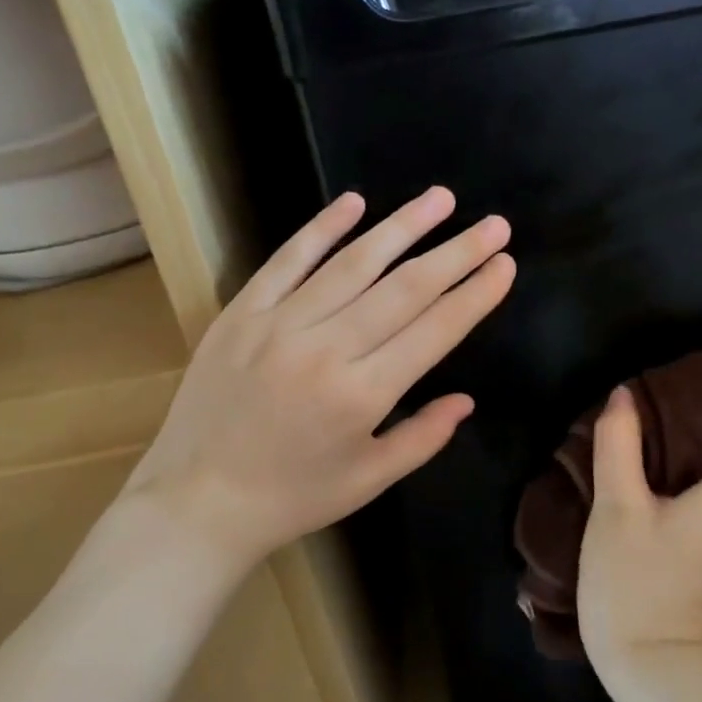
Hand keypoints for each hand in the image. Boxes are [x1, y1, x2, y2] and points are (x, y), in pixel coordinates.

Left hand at [125, 186, 514, 576]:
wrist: (196, 502)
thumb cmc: (291, 498)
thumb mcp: (368, 481)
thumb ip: (423, 437)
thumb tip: (465, 399)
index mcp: (362, 395)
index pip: (434, 330)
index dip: (475, 295)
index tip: (505, 264)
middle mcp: (326, 349)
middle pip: (404, 288)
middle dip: (456, 253)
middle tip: (495, 225)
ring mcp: (279, 324)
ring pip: (352, 263)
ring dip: (402, 227)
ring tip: (441, 199)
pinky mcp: (241, 313)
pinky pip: (287, 260)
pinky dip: (322, 228)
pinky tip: (355, 202)